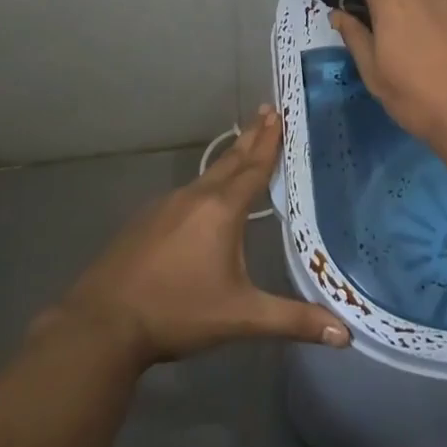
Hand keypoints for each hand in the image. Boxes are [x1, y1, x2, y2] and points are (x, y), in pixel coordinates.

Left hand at [42, 106, 349, 366]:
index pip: (253, 167)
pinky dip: (205, 184)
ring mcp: (165, 206)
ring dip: (229, 158)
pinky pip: (185, 193)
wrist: (102, 324)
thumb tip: (345, 335)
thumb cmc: (178, 312)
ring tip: (242, 148)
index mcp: (221, 210)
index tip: (279, 112)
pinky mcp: (145, 221)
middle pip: (230, 161)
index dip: (270, 141)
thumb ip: (292, 320)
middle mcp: (194, 198)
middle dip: (251, 137)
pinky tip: (203, 198)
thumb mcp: (241, 317)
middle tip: (267, 110)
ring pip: (206, 175)